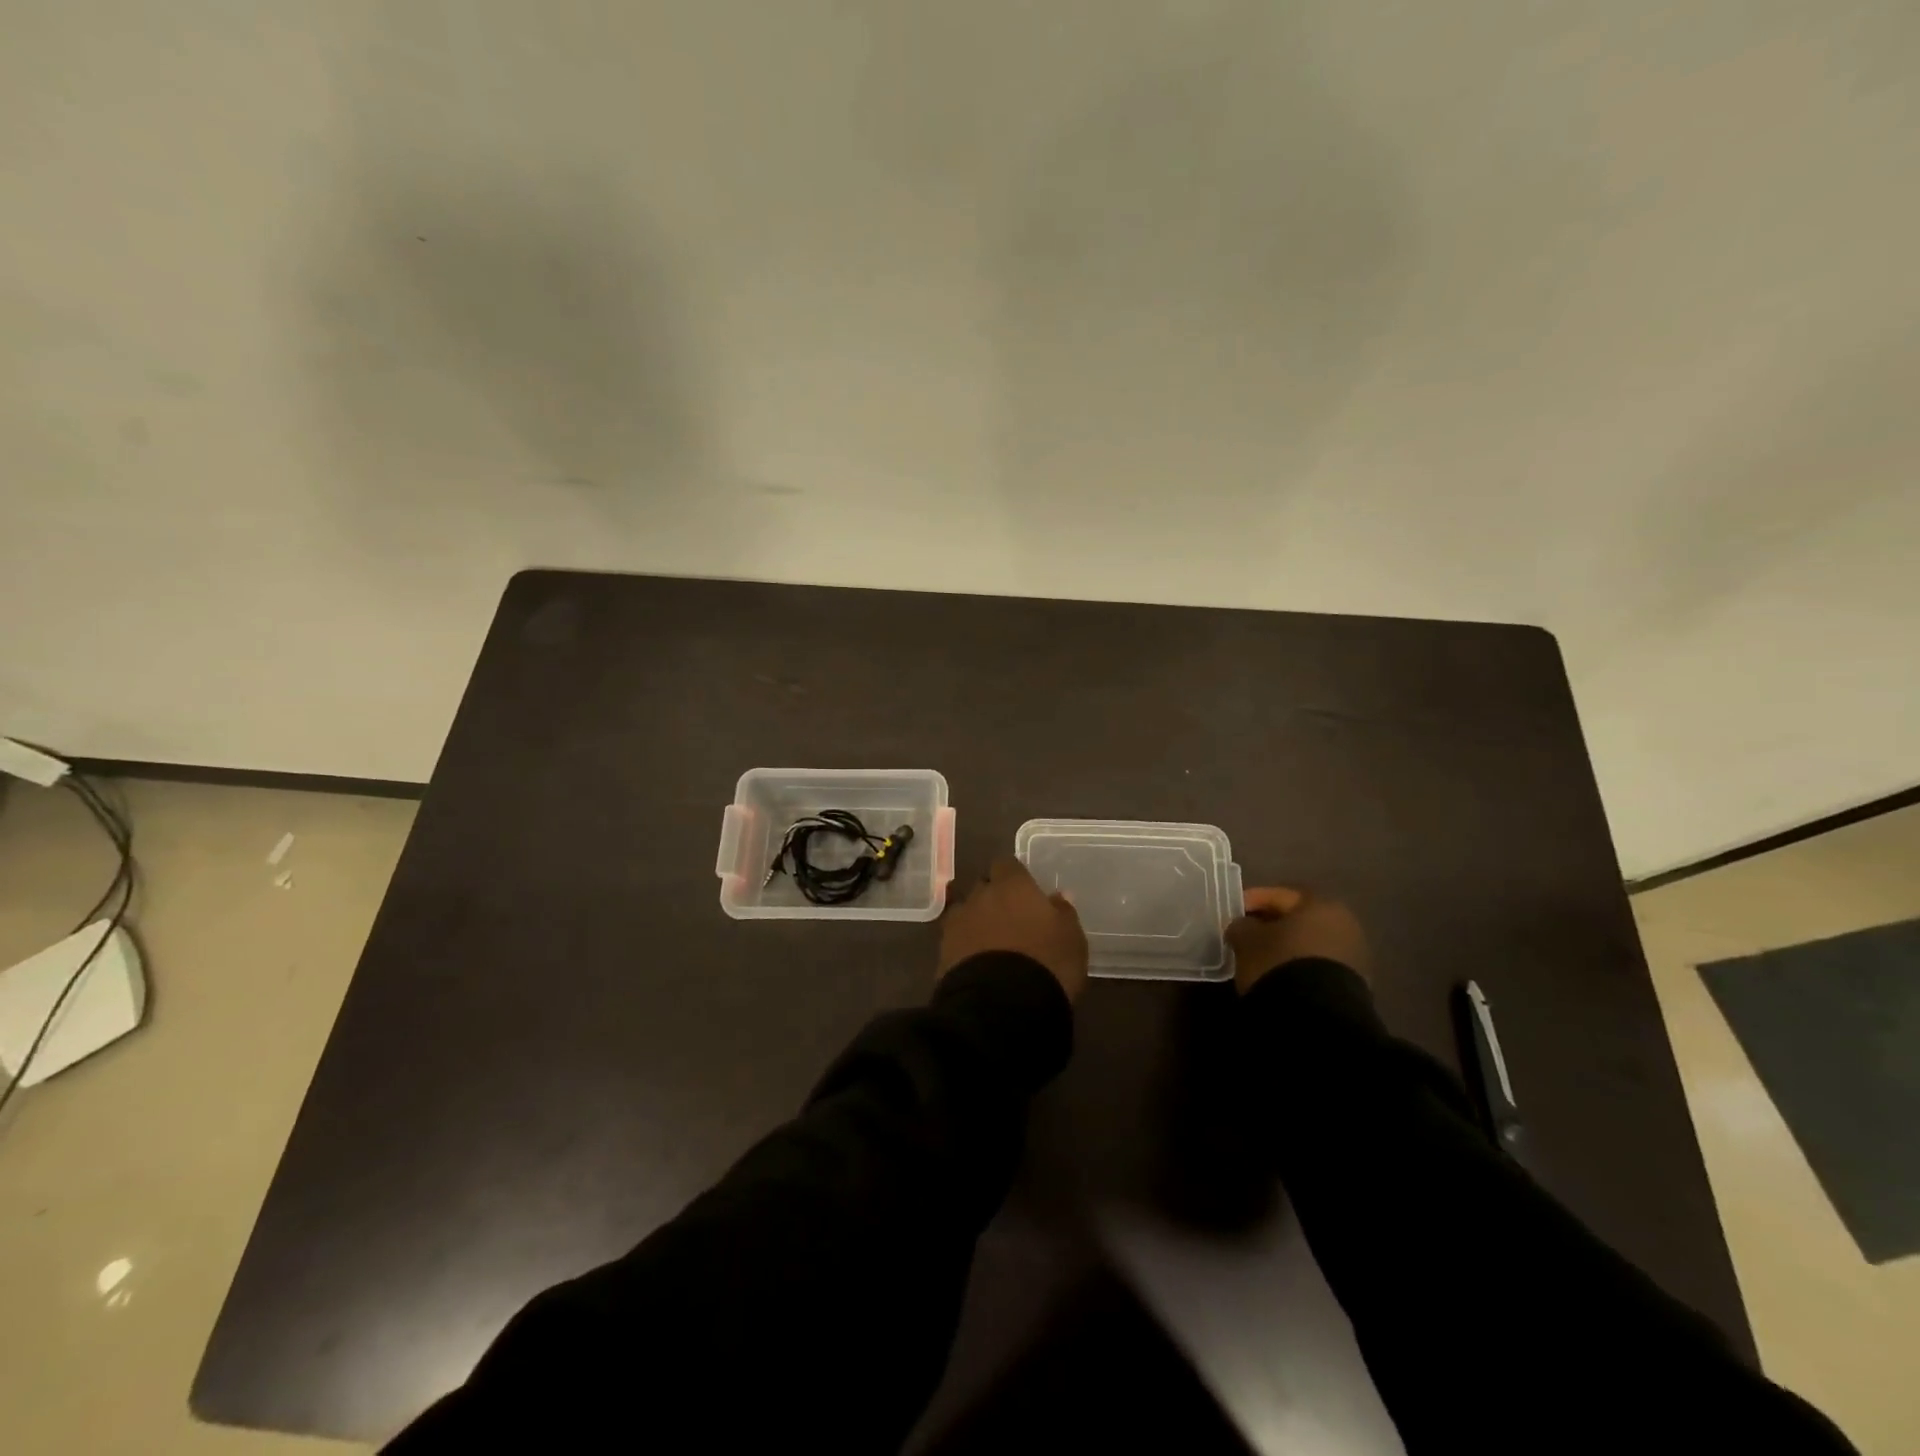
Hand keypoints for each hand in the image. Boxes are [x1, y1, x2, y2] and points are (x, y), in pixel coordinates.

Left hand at [939, 857, 1089, 1002]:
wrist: (1002, 1006)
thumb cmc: (1047, 963)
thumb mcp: (1072, 938)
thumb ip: (1063, 912)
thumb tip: (1057, 897)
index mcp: (1012, 886)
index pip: (1006, 864)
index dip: (1014, 876)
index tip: (1025, 891)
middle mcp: (981, 897)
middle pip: (983, 886)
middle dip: (993, 897)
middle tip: (1011, 918)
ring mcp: (957, 924)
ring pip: (965, 912)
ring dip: (975, 921)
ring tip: (990, 942)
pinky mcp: (942, 953)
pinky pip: (954, 940)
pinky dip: (964, 946)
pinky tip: (976, 962)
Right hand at [1226, 887, 1369, 994]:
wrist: (1318, 1015)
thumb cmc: (1279, 962)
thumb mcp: (1247, 939)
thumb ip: (1242, 926)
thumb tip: (1243, 926)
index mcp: (1320, 903)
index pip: (1280, 894)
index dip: (1253, 900)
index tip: (1233, 913)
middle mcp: (1343, 923)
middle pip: (1299, 918)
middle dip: (1272, 925)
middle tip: (1247, 935)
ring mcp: (1354, 955)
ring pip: (1310, 943)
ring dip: (1287, 947)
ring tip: (1262, 959)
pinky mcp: (1355, 984)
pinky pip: (1319, 966)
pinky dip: (1299, 967)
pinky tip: (1281, 977)